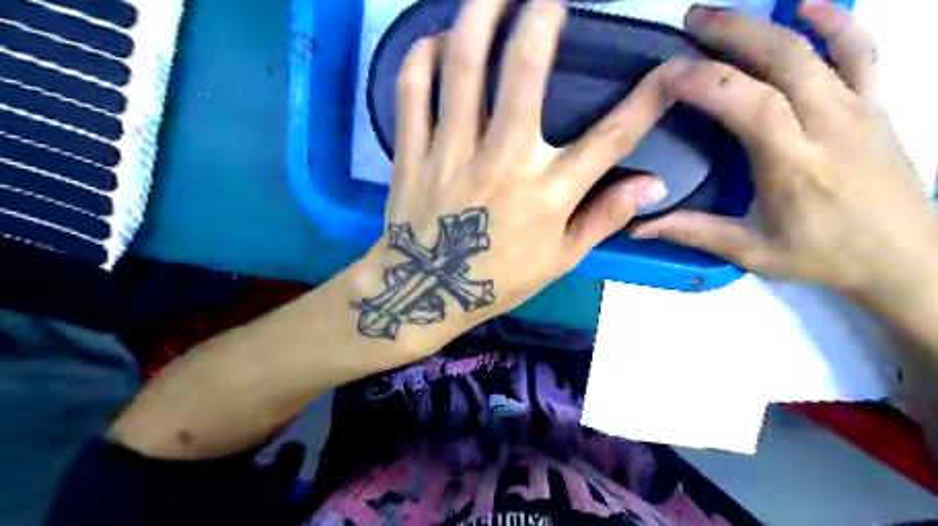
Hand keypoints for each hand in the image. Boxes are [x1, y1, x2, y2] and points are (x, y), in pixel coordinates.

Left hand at [352, 1, 674, 345]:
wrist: (425, 292)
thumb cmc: (497, 279)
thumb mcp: (559, 260)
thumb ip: (604, 219)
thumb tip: (654, 185)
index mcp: (547, 195)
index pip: (610, 139)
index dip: (647, 101)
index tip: (668, 70)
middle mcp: (503, 163)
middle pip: (524, 74)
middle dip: (541, 19)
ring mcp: (452, 153)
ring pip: (462, 68)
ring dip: (479, 16)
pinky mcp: (413, 153)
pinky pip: (412, 91)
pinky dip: (421, 56)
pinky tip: (436, 40)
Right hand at [629, 0, 937, 299]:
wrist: (905, 258)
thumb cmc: (823, 257)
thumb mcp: (752, 252)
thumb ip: (694, 232)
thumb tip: (637, 227)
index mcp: (794, 164)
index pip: (750, 105)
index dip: (707, 82)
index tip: (669, 72)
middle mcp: (829, 126)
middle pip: (783, 60)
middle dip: (733, 33)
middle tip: (691, 21)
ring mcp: (858, 109)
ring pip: (817, 47)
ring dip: (769, 23)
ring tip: (728, 14)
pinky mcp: (875, 105)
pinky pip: (860, 51)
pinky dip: (835, 21)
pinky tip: (807, 7)